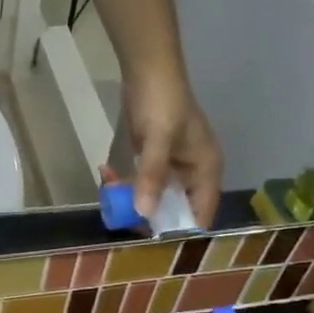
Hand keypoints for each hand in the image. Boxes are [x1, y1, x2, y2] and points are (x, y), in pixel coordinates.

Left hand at [123, 69, 223, 229]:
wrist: (148, 70)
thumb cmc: (161, 104)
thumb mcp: (157, 141)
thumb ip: (152, 177)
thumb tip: (145, 213)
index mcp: (207, 171)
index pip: (201, 214)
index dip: (180, 230)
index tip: (153, 243)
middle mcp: (194, 173)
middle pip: (175, 208)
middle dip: (148, 215)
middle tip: (121, 219)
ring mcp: (172, 166)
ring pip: (154, 196)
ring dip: (131, 198)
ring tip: (109, 197)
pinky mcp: (153, 159)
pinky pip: (141, 181)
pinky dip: (125, 182)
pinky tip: (106, 173)